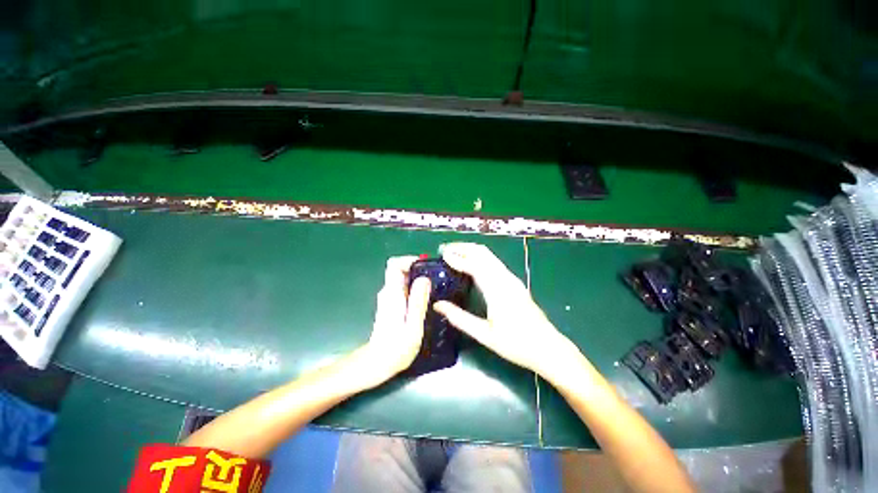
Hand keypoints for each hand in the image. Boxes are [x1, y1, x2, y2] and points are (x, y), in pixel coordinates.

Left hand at [358, 256, 431, 385]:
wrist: (377, 364)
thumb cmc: (396, 349)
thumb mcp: (413, 327)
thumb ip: (418, 302)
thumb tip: (424, 279)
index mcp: (392, 294)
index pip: (394, 264)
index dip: (410, 260)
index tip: (427, 266)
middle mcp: (388, 292)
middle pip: (400, 269)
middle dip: (418, 270)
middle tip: (437, 279)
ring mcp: (388, 298)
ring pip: (403, 278)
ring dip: (418, 279)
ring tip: (434, 289)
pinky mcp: (391, 304)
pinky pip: (403, 288)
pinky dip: (415, 288)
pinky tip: (425, 300)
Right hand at [434, 243, 579, 377]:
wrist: (548, 347)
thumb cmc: (516, 344)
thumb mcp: (484, 334)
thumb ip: (459, 318)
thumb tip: (438, 305)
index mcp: (497, 290)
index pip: (474, 265)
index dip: (457, 258)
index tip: (442, 254)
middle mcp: (505, 278)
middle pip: (483, 253)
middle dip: (463, 247)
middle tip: (445, 249)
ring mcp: (512, 279)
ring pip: (489, 255)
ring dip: (471, 250)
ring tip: (454, 252)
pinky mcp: (515, 282)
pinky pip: (494, 262)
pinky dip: (479, 257)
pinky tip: (472, 263)